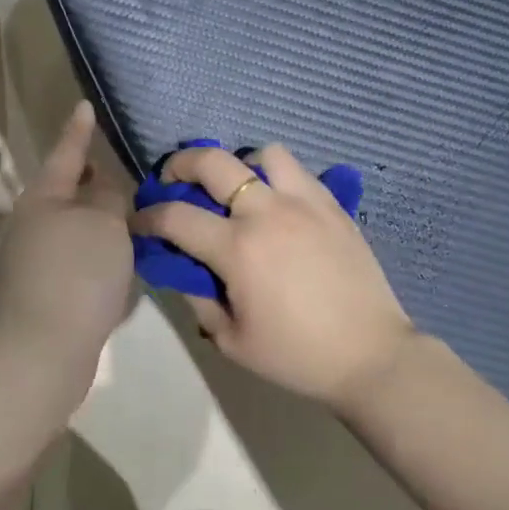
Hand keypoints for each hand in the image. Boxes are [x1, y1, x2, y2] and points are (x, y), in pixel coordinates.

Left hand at [0, 102, 134, 392]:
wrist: (43, 350)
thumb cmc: (76, 273)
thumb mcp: (105, 224)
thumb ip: (110, 198)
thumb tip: (103, 191)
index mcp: (43, 198)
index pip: (67, 153)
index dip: (79, 130)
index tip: (85, 107)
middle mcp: (32, 224)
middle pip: (67, 191)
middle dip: (92, 179)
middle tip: (123, 169)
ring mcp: (34, 259)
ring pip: (73, 226)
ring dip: (98, 218)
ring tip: (130, 213)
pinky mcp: (44, 291)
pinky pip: (76, 256)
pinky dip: (97, 250)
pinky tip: (119, 258)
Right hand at [130, 144, 417, 409]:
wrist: (370, 354)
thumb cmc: (296, 355)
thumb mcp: (231, 340)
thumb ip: (197, 297)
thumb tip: (180, 267)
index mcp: (237, 249)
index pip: (175, 216)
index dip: (147, 217)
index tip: (138, 222)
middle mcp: (266, 212)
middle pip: (211, 162)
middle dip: (179, 164)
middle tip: (172, 181)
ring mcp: (304, 202)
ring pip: (261, 154)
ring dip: (238, 165)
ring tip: (236, 189)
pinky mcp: (332, 204)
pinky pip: (297, 170)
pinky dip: (276, 176)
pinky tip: (276, 202)